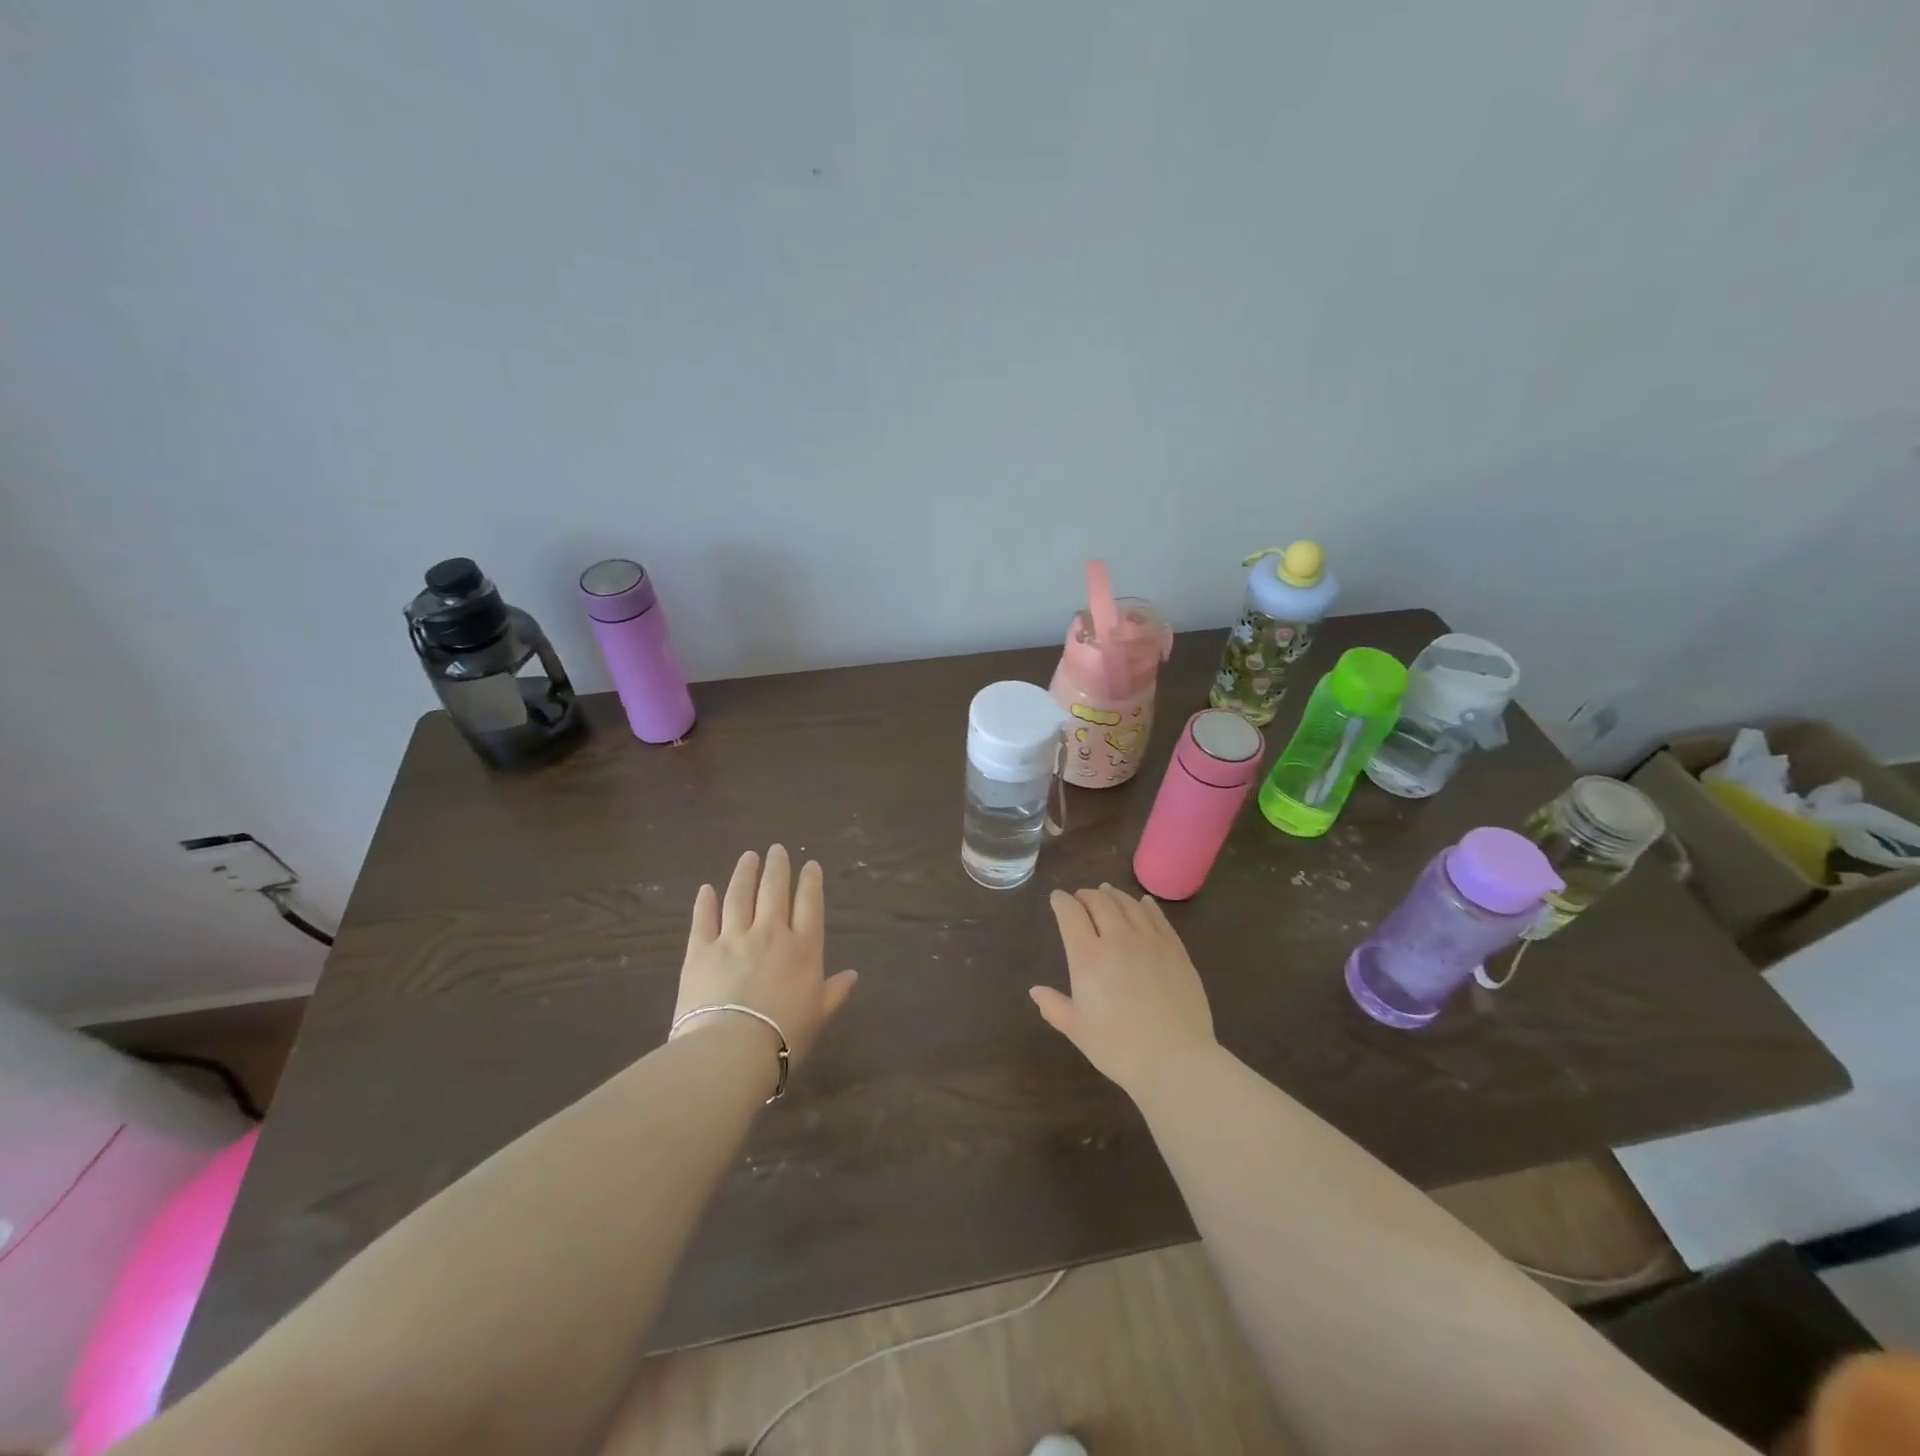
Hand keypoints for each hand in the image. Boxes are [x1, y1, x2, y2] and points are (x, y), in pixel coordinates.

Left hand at [673, 846, 857, 1071]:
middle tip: (777, 849)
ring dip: (745, 874)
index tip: (810, 865)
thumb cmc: (783, 1037)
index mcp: (803, 949)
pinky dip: (705, 902)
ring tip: (748, 857)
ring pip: (739, 896)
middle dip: (777, 867)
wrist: (731, 1050)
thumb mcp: (818, 1016)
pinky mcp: (701, 950)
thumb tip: (853, 975)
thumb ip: (834, 992)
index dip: (811, 882)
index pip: (810, 904)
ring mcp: (733, 938)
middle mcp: (770, 934)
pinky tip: (706, 889)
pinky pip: (704, 919)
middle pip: (774, 891)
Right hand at [1030, 884, 1217, 1097]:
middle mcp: (1118, 938)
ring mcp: (1150, 941)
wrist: (1175, 1060)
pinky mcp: (1176, 950)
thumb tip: (1035, 990)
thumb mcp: (1077, 1030)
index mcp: (1088, 956)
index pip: (1070, 914)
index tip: (1057, 898)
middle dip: (1086, 895)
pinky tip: (1143, 902)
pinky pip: (1158, 918)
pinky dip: (1146, 905)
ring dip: (1114, 895)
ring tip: (1107, 892)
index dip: (1061, 901)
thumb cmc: (1118, 1047)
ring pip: (1129, 904)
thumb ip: (1054, 1006)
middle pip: (1099, 902)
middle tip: (1081, 897)